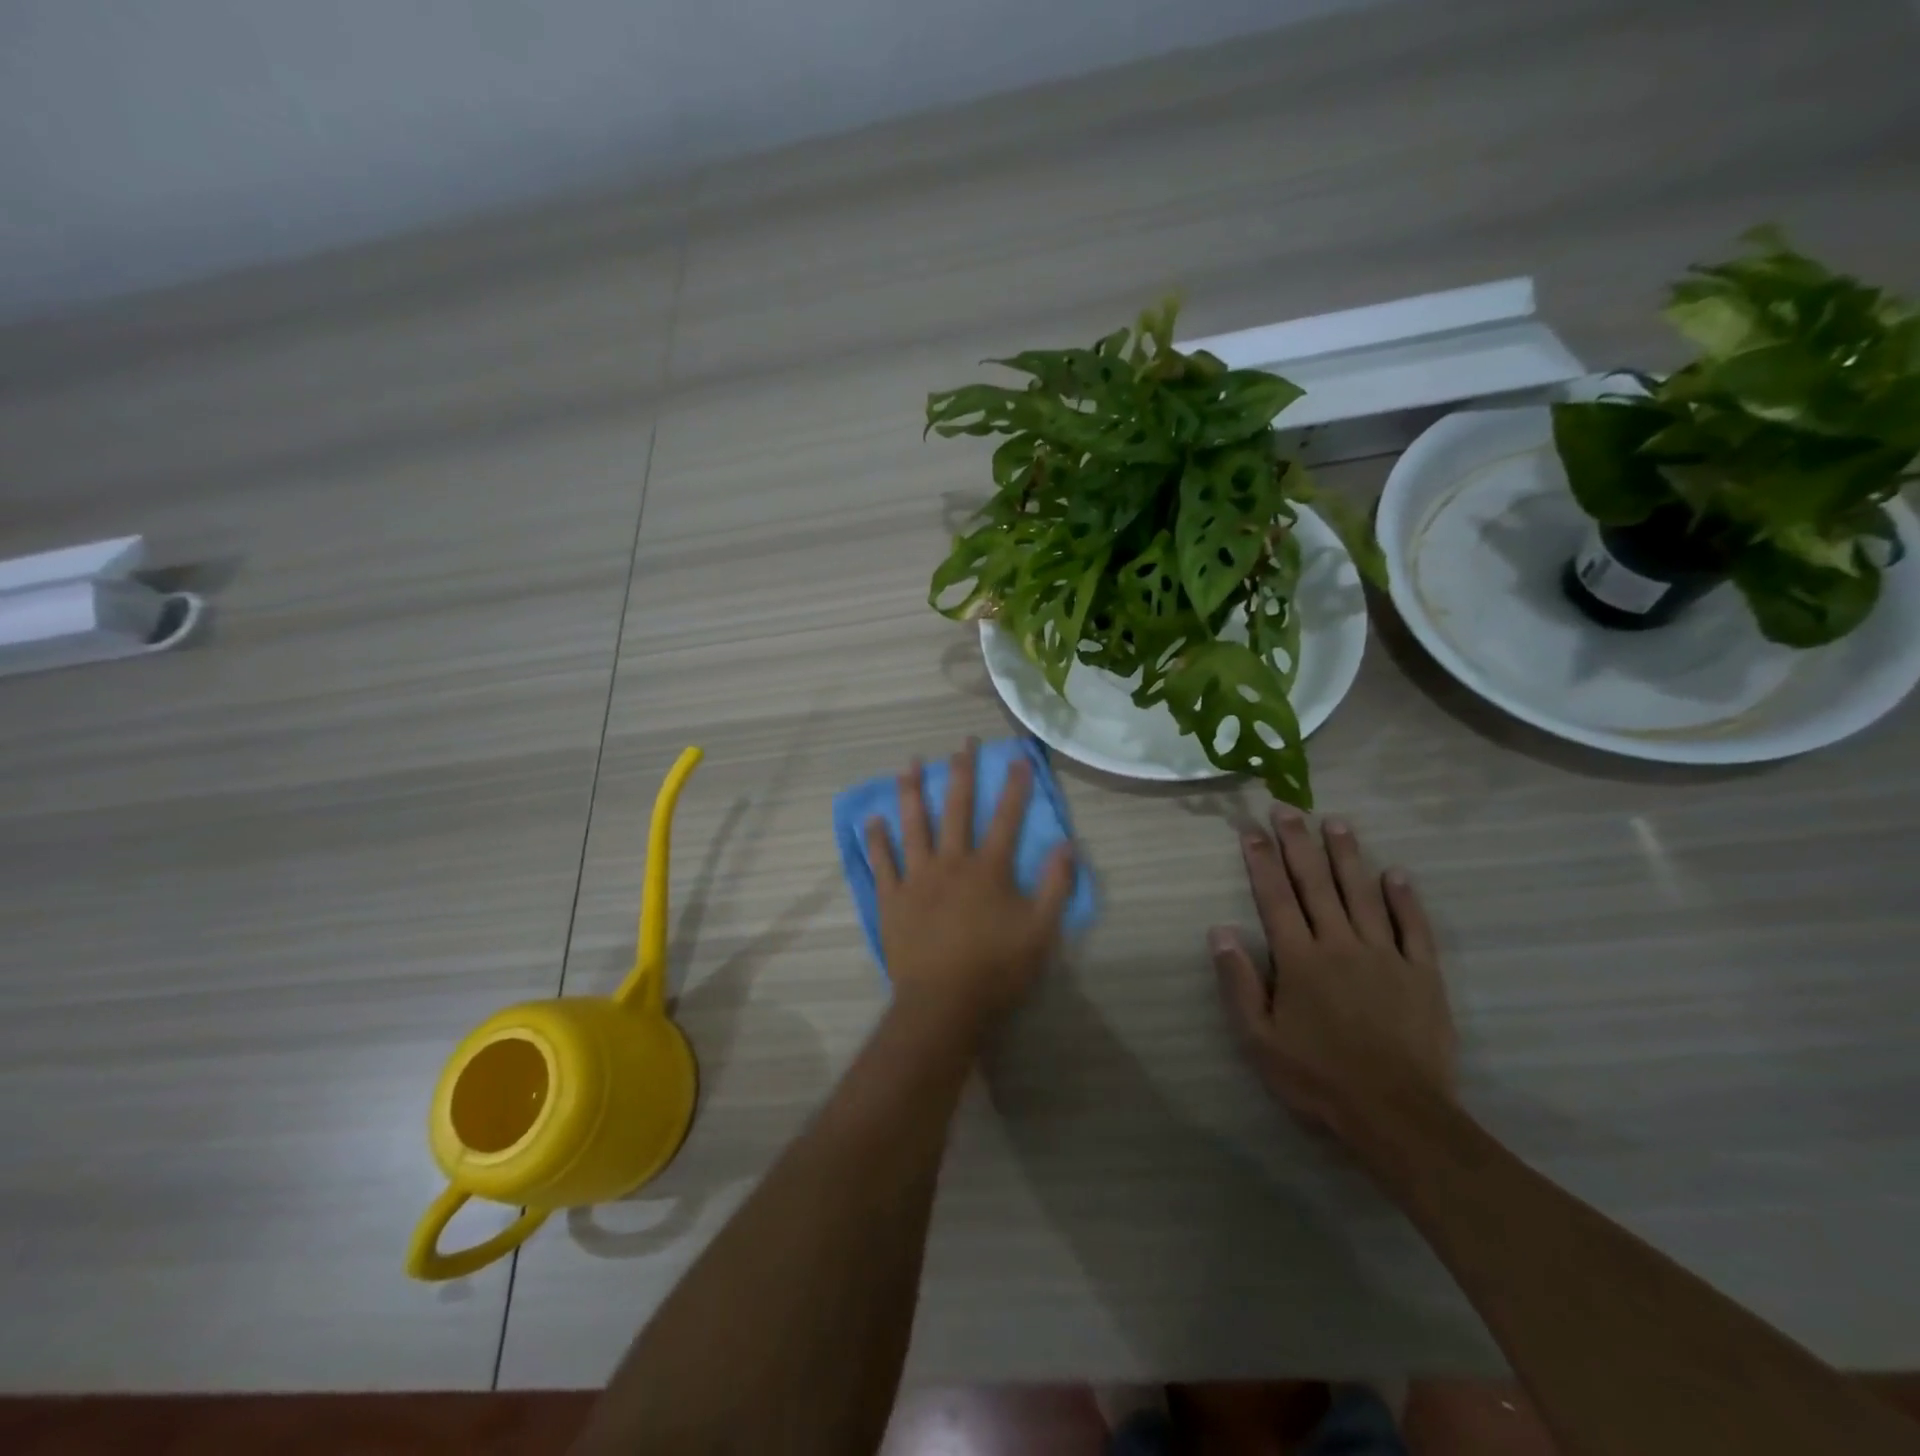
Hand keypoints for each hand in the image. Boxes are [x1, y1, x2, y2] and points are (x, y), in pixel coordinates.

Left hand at [867, 740, 1075, 1034]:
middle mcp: (951, 862)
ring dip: (911, 792)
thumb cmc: (997, 969)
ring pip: (913, 825)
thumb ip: (1056, 886)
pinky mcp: (892, 899)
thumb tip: (1067, 844)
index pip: (1007, 818)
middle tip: (963, 743)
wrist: (943, 1005)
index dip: (1015, 786)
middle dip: (962, 773)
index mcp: (988, 869)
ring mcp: (917, 878)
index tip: (1018, 756)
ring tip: (909, 764)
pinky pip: (882, 862)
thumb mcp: (1041, 931)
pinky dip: (877, 839)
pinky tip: (872, 818)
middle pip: (957, 809)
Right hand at [1209, 809, 1455, 1153]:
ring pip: (1362, 894)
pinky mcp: (1422, 974)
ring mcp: (1384, 956)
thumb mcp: (1259, 1038)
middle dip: (1299, 843)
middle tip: (1288, 807)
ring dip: (1347, 855)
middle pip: (1316, 884)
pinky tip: (1396, 873)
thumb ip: (1239, 981)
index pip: (1275, 897)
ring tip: (1335, 822)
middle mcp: (1339, 944)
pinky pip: (1412, 928)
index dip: (1261, 860)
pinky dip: (1404, 898)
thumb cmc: (1318, 1077)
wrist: (1397, 1115)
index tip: (1251, 829)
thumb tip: (1219, 930)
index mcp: (1299, 959)